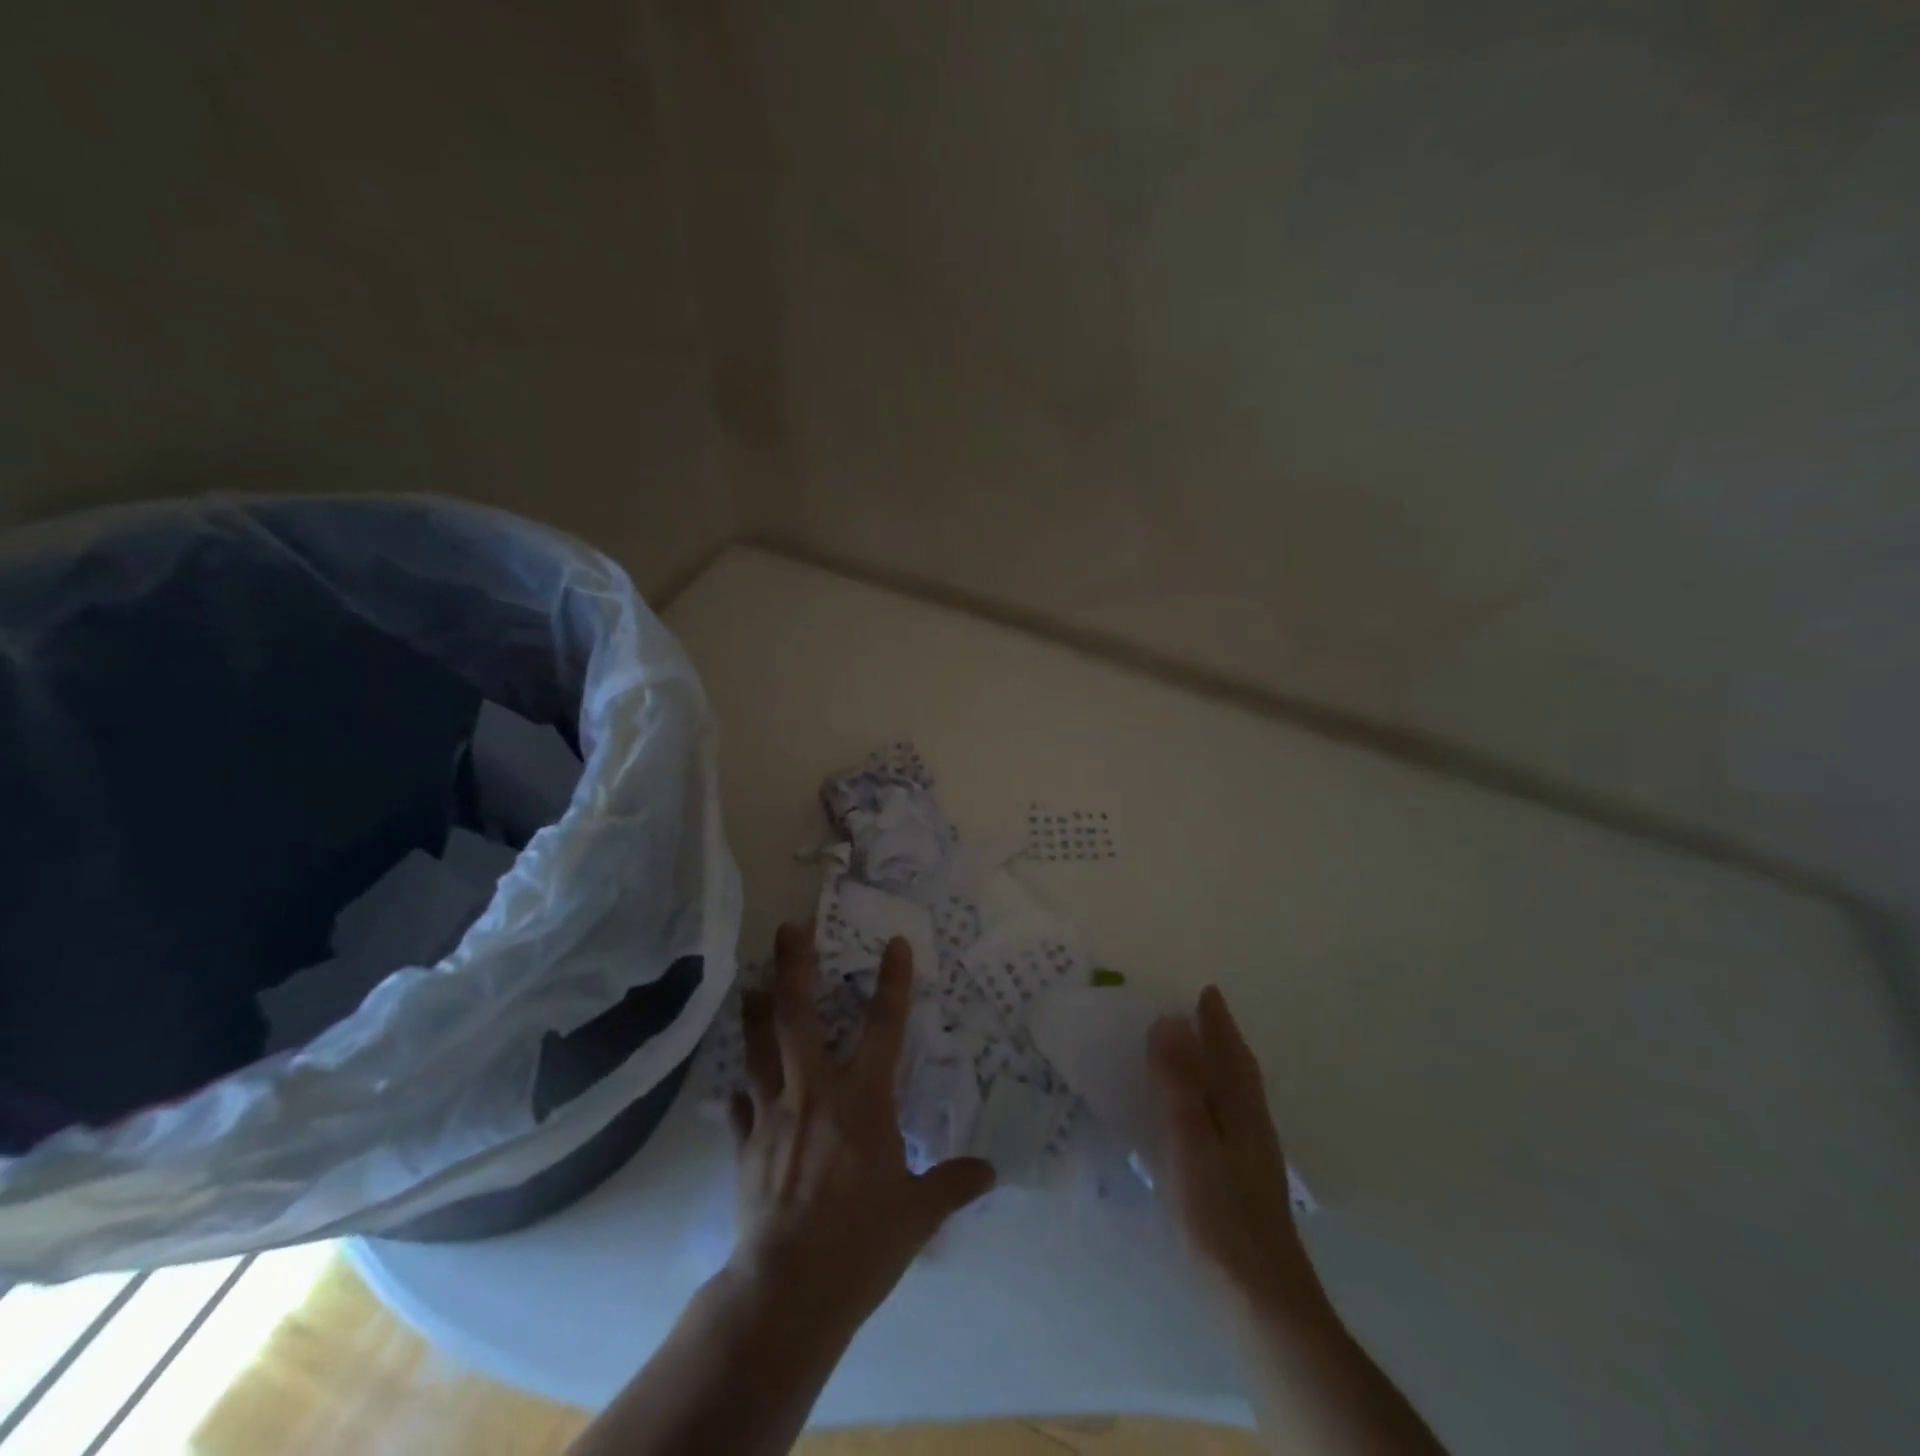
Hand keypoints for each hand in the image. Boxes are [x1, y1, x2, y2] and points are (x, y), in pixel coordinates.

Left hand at [727, 922, 996, 1325]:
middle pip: (798, 1017)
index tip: (894, 941)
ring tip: (749, 982)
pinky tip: (738, 1080)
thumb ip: (953, 1184)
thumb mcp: (918, 1215)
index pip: (884, 1027)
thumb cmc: (860, 1244)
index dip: (893, 982)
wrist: (788, 1292)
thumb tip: (991, 1171)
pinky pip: (741, 1104)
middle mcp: (815, 1093)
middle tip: (789, 929)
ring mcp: (774, 1115)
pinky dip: (741, 1088)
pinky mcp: (746, 1145)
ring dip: (755, 1012)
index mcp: (862, 1101)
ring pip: (759, 1048)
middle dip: (794, 968)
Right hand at [1151, 988, 1448, 1453]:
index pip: (1230, 1051)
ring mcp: (1250, 1156)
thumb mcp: (1190, 1138)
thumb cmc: (1220, 1212)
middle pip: (1237, 1069)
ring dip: (1216, 1067)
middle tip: (1198, 1013)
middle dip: (1220, 1038)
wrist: (1261, 1298)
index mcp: (1240, 1107)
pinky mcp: (1241, 1182)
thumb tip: (1169, 1020)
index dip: (1216, 1020)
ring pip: (1233, 1095)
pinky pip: (1223, 1118)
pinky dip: (1210, 1099)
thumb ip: (1179, 1081)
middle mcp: (1251, 1123)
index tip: (1206, 991)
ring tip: (1192, 1054)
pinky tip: (1196, 1117)